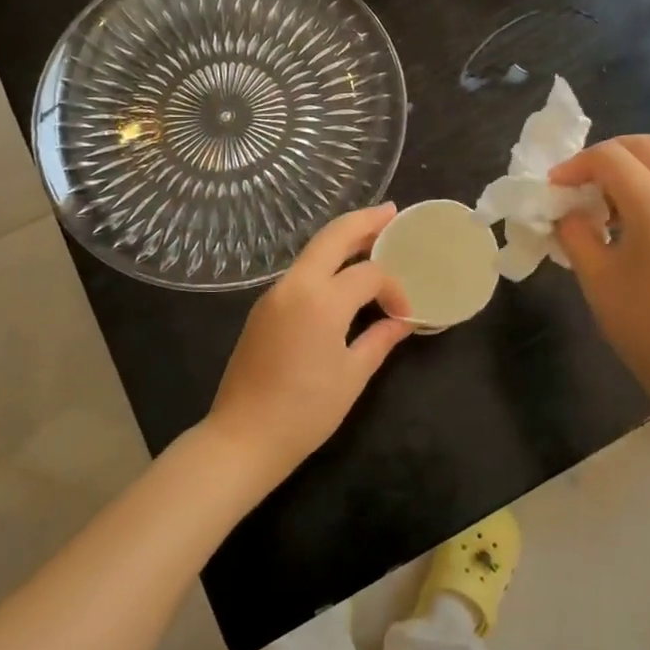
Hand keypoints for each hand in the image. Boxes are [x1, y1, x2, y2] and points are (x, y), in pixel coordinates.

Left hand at [206, 204, 413, 482]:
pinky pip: (300, 272)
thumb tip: (403, 320)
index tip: (406, 313)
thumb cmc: (305, 411)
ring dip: (342, 240)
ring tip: (372, 237)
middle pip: (333, 236)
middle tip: (391, 211)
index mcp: (321, 300)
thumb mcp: (353, 375)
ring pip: (312, 251)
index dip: (394, 288)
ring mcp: (273, 294)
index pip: (369, 274)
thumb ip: (380, 339)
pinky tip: (342, 274)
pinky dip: (325, 263)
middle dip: (364, 220)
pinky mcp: (263, 308)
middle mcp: (294, 285)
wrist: (243, 437)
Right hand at [551, 136, 649, 426]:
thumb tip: (569, 213)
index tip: (553, 189)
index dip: (574, 166)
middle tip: (578, 186)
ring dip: (630, 174)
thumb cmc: (645, 324)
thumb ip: (575, 233)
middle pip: (643, 147)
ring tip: (603, 211)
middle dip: (605, 157)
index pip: (609, 157)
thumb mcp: (596, 276)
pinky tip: (634, 232)